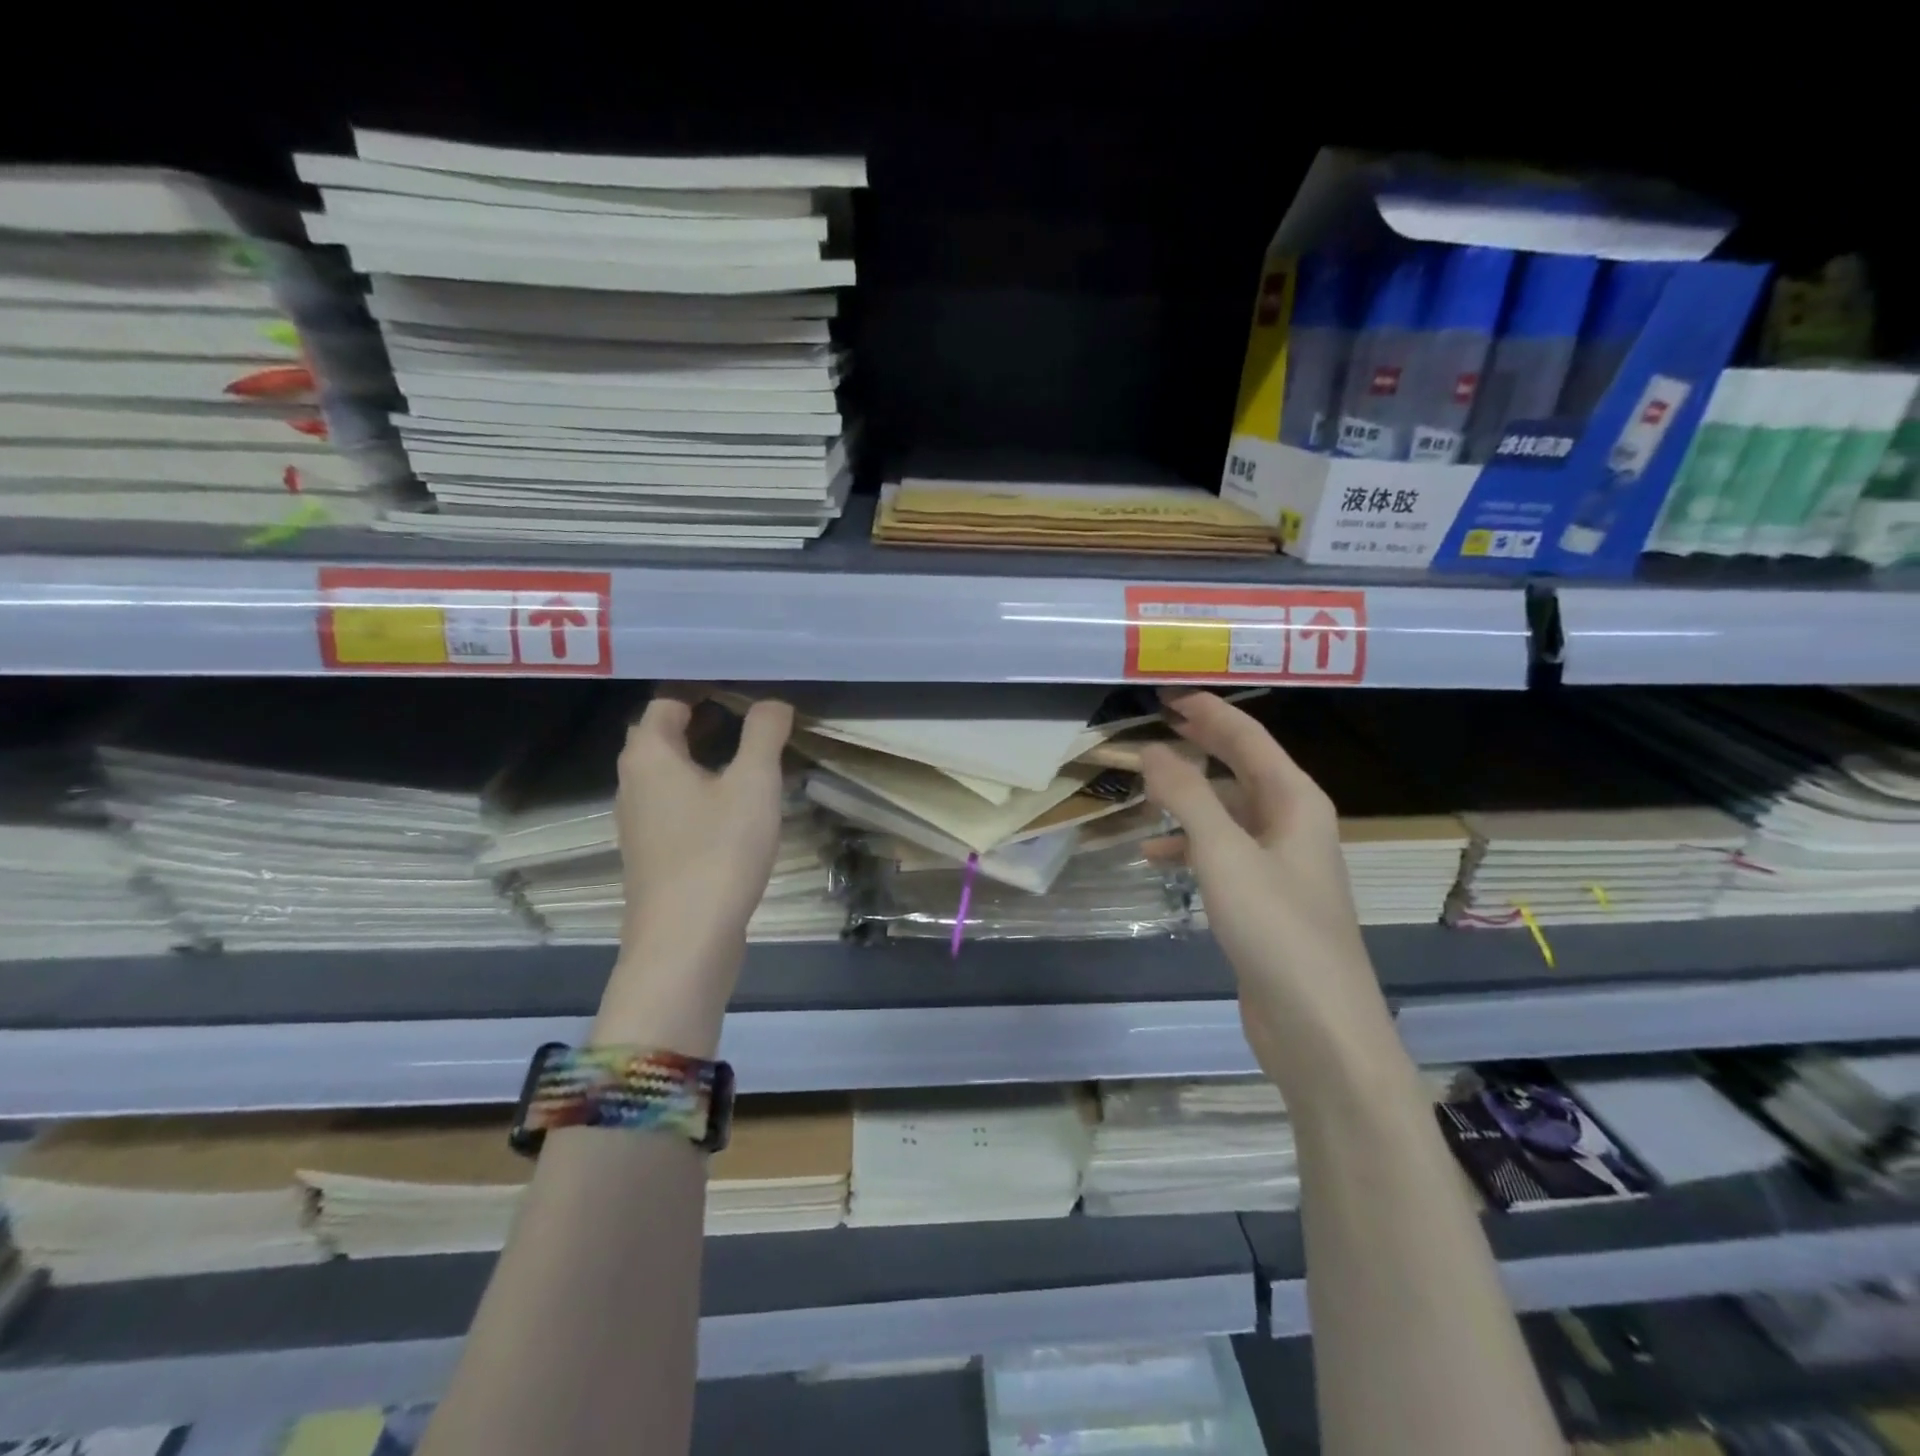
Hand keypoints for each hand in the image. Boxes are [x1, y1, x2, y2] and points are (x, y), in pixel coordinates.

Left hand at [615, 686, 794, 947]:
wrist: (686, 940)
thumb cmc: (718, 851)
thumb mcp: (753, 783)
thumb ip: (764, 734)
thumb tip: (773, 703)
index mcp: (649, 755)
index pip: (668, 701)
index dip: (704, 688)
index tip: (745, 687)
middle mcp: (633, 782)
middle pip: (664, 735)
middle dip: (705, 719)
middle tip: (752, 714)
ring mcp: (639, 821)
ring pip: (670, 772)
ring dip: (705, 756)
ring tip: (751, 754)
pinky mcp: (655, 852)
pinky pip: (676, 803)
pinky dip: (703, 790)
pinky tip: (738, 805)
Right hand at [1139, 690, 1393, 1087]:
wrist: (1318, 1025)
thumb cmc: (1276, 929)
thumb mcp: (1224, 854)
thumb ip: (1187, 795)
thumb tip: (1153, 749)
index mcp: (1295, 801)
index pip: (1248, 737)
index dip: (1208, 710)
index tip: (1167, 692)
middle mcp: (1291, 822)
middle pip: (1240, 767)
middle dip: (1199, 743)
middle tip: (1155, 722)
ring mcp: (1279, 862)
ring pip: (1226, 810)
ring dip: (1187, 796)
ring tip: (1142, 788)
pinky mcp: (1263, 897)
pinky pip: (1221, 851)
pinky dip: (1188, 845)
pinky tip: (1154, 855)